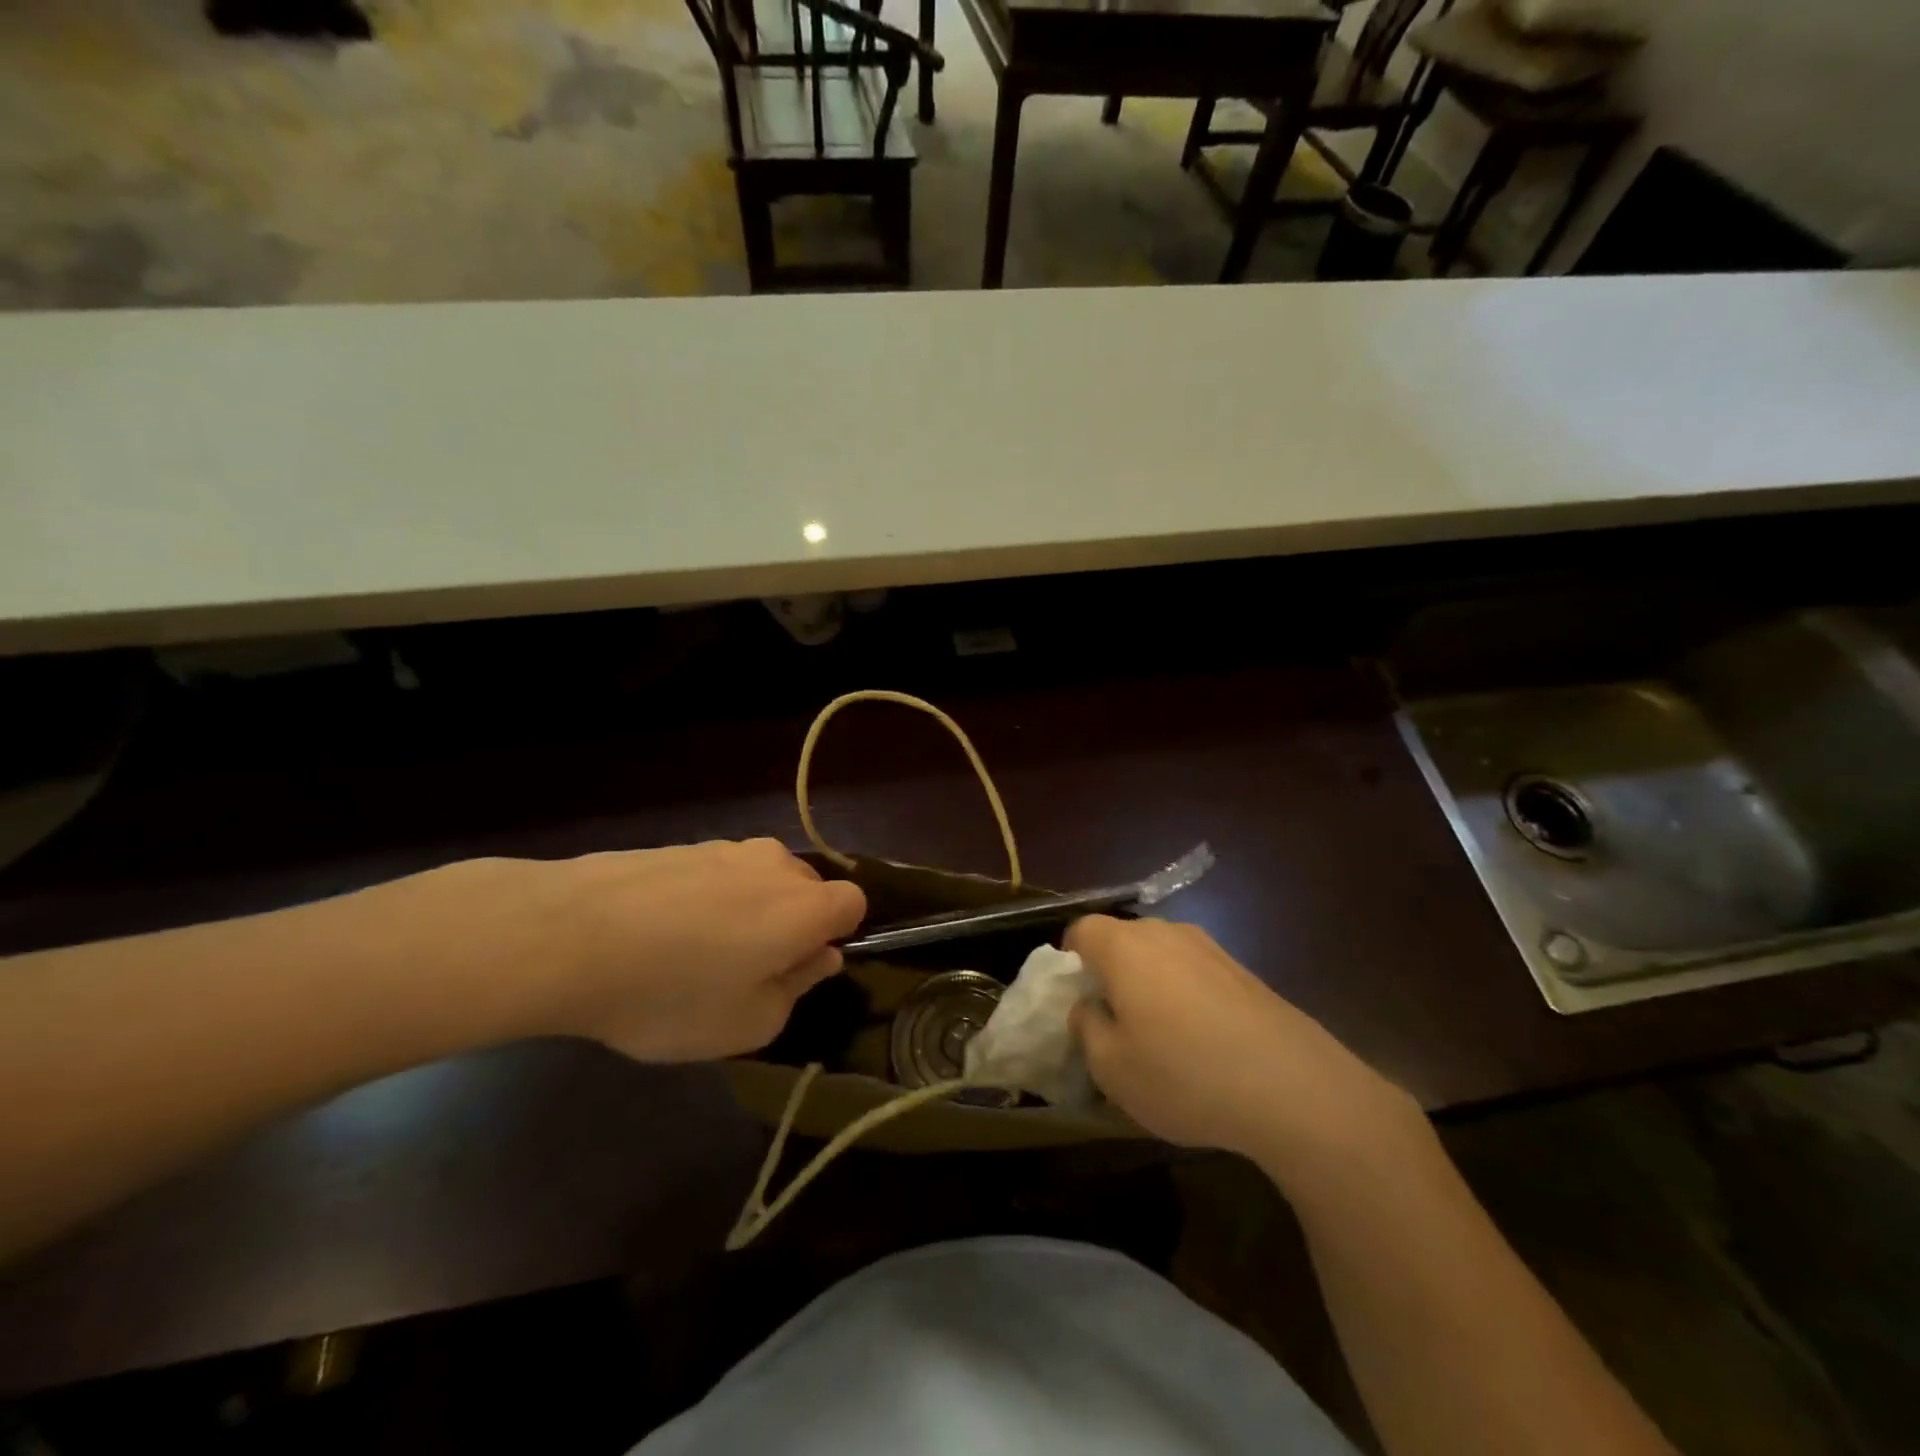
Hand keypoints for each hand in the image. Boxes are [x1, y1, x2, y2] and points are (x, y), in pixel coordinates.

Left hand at [415, 840, 865, 1061]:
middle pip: (806, 890)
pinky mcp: (682, 846)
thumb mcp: (748, 1025)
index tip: (796, 969)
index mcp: (806, 906)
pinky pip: (716, 875)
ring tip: (693, 955)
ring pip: (759, 881)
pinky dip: (705, 900)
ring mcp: (726, 849)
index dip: (834, 937)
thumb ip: (798, 989)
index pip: (854, 904)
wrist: (570, 935)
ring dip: (746, 911)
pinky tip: (658, 934)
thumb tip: (820, 957)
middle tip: (744, 972)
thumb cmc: (673, 993)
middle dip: (791, 924)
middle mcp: (776, 865)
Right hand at [1065, 916, 1425, 1181]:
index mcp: (1125, 947)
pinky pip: (1196, 973)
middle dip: (1110, 972)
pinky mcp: (1244, 971)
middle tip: (1113, 1021)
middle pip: (1122, 939)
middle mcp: (1166, 934)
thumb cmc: (1184, 1074)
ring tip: (1160, 1036)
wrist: (1293, 1087)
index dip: (1069, 960)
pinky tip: (1202, 1043)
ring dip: (1150, 985)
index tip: (1076, 999)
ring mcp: (1210, 948)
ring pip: (1161, 956)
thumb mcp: (1111, 1068)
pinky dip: (1186, 996)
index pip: (1081, 930)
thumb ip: (1086, 1028)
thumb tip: (1088, 1005)